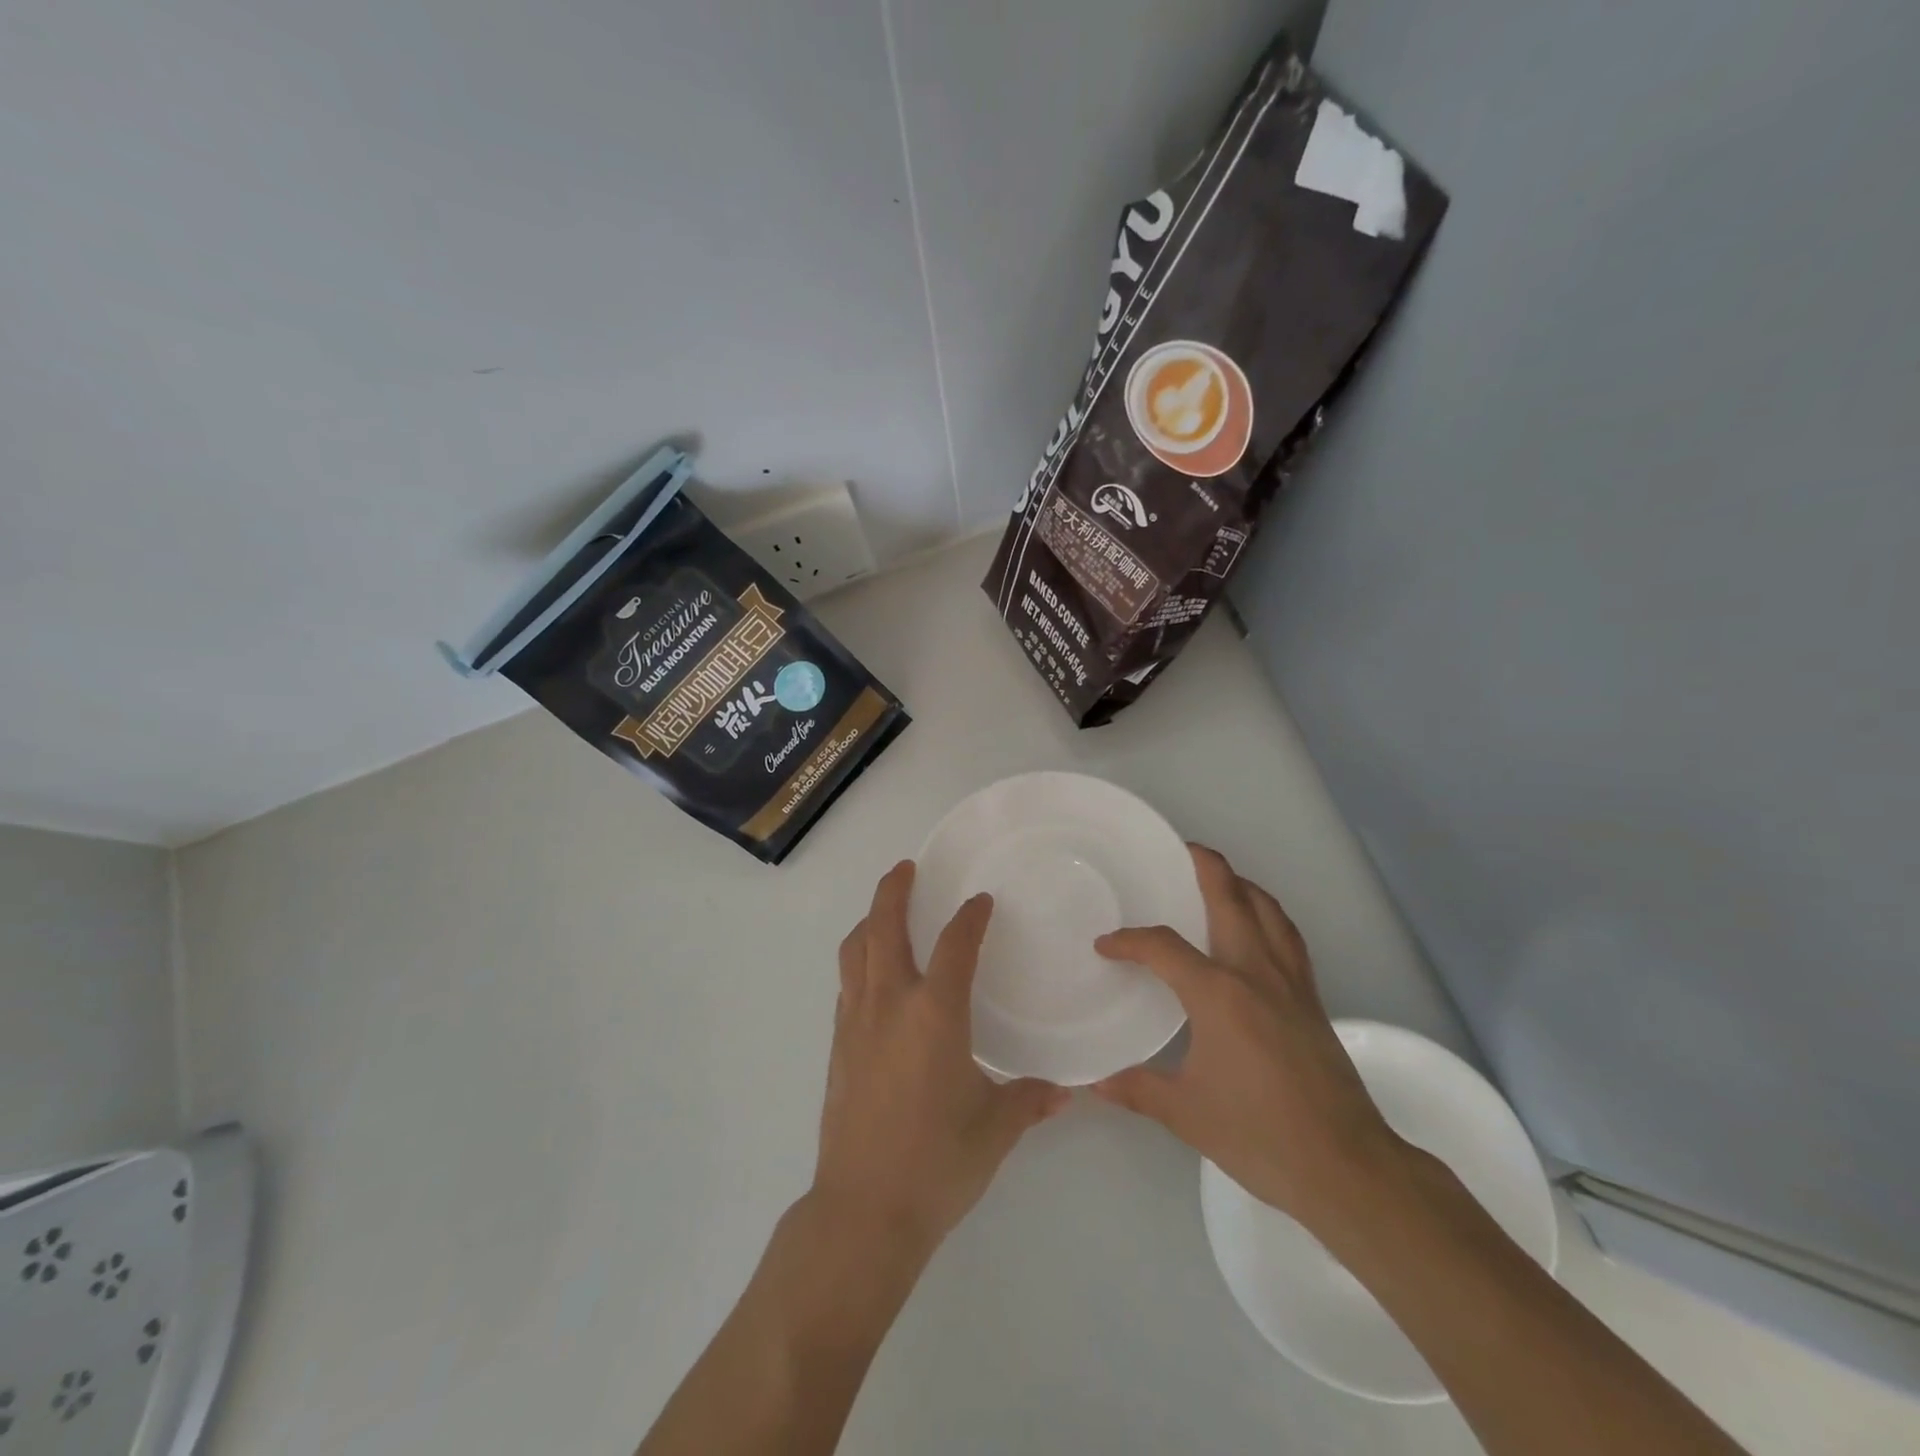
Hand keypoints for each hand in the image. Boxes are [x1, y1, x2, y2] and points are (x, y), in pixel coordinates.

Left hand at [813, 861, 1068, 1256]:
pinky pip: (847, 984)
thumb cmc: (936, 1163)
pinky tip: (874, 976)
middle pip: (883, 928)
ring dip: (868, 922)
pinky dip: (859, 962)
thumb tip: (1065, 1090)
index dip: (970, 917)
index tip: (980, 902)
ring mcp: (856, 1022)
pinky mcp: (838, 1046)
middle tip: (906, 869)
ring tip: (884, 912)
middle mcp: (890, 1004)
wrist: (863, 1211)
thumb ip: (1030, 1100)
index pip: (955, 944)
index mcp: (934, 1013)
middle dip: (893, 891)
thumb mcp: (994, 1130)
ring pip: (855, 951)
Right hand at [1092, 845, 1405, 1235]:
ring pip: (1268, 910)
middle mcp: (1255, 972)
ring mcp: (1290, 982)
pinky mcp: (1312, 999)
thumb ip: (1137, 1088)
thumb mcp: (1186, 1113)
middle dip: (1206, 866)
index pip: (1163, 948)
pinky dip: (1269, 916)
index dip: (1129, 941)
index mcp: (1218, 993)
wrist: (1345, 1165)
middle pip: (1231, 898)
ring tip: (1220, 879)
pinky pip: (1288, 937)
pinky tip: (1258, 929)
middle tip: (1182, 850)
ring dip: (1242, 885)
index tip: (1106, 946)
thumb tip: (1094, 1081)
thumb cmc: (1258, 1135)